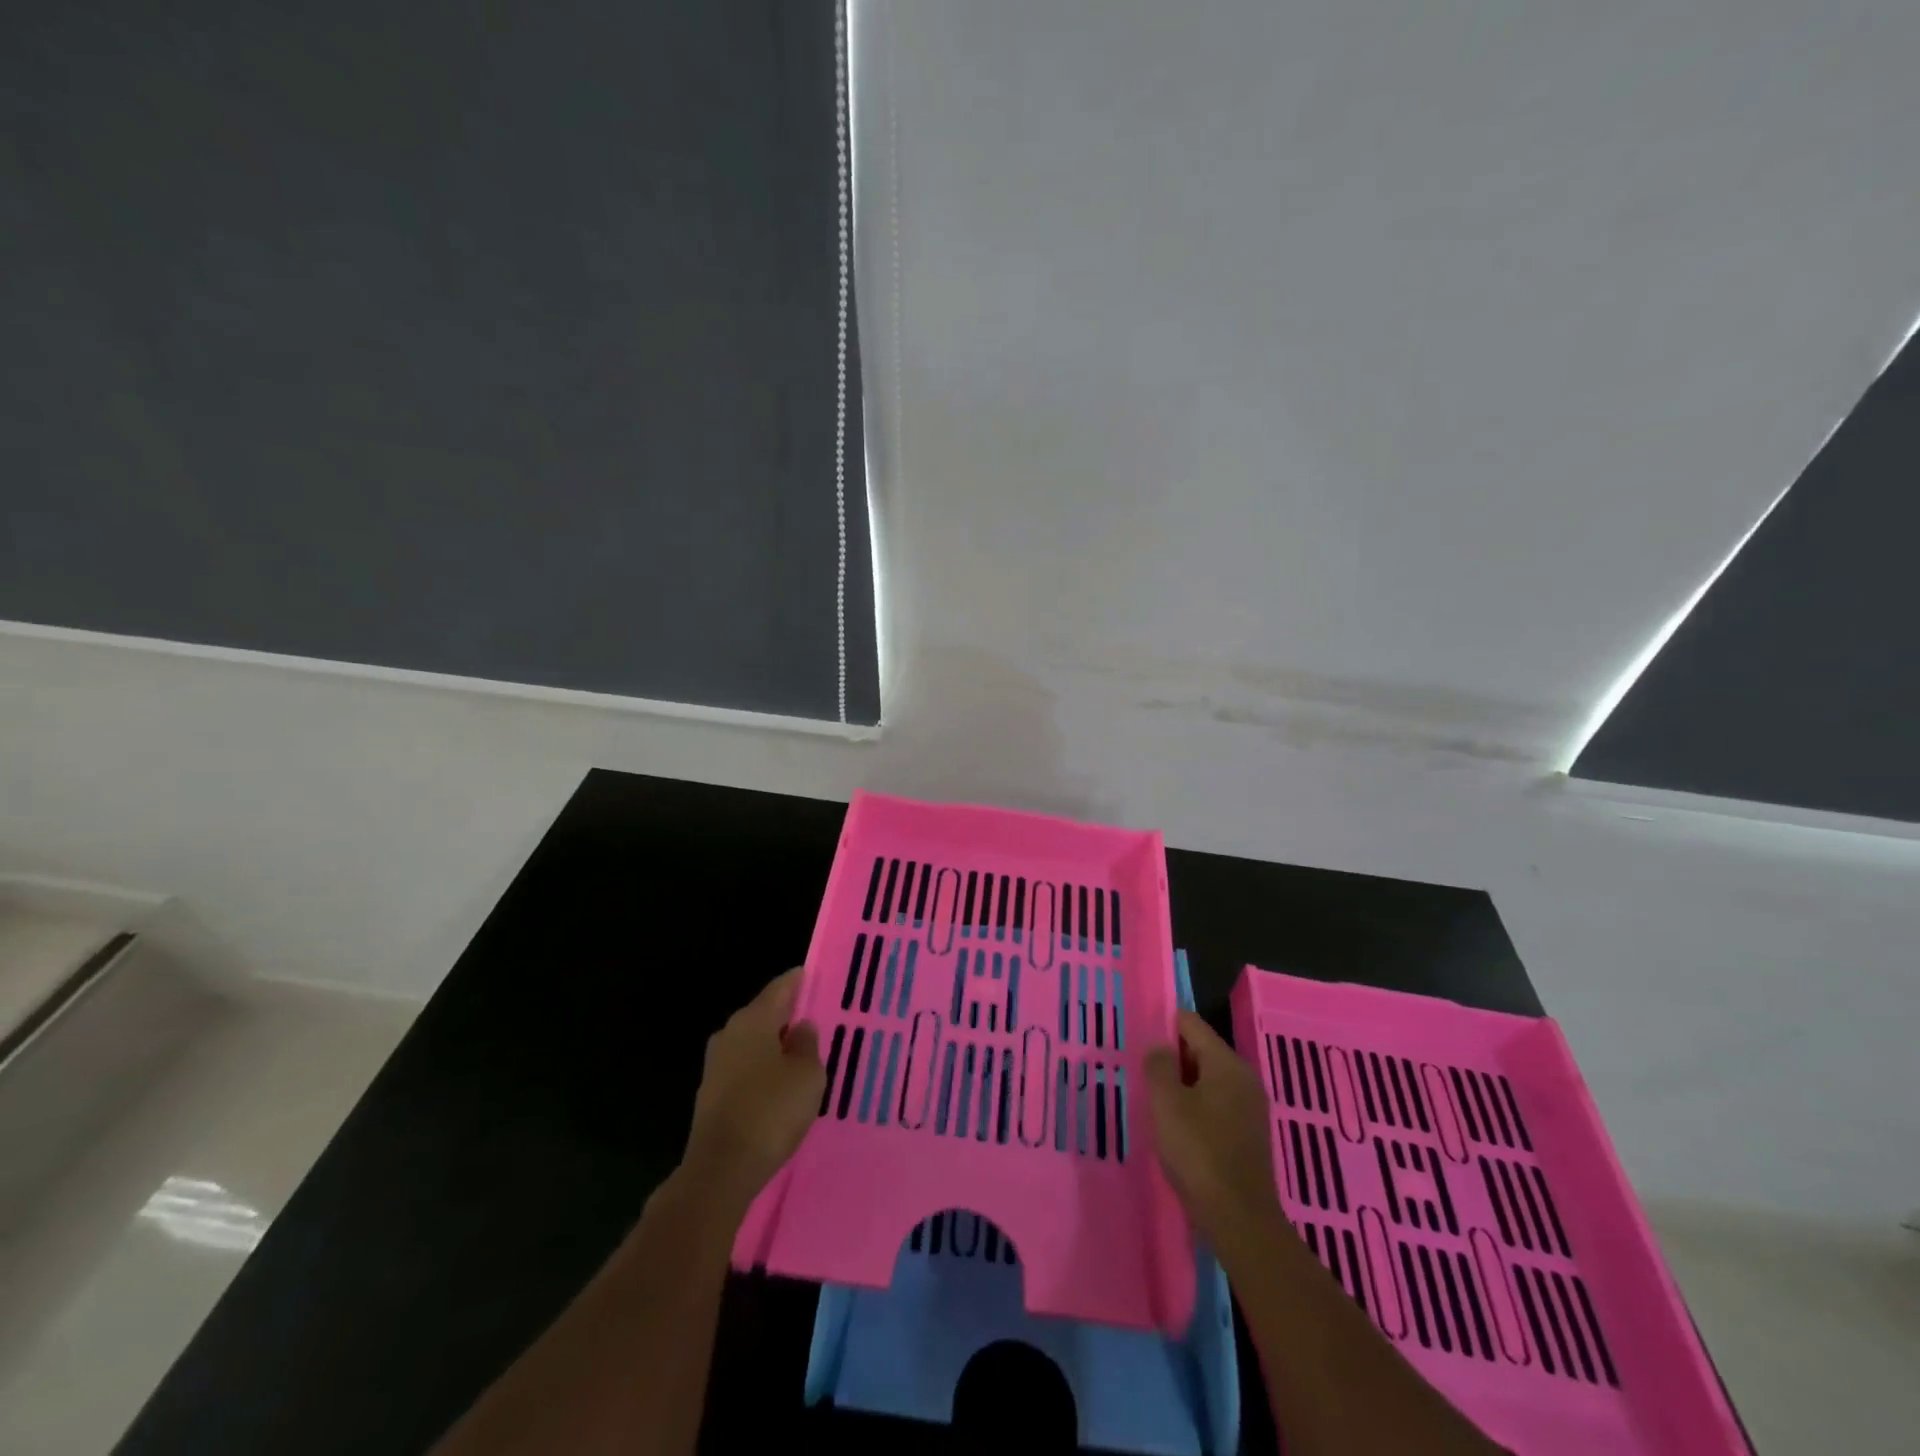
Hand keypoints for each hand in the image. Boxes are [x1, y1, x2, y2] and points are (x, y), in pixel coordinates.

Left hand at [680, 968, 823, 1217]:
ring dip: (775, 1045)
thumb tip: (800, 1028)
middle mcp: (730, 1034)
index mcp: (753, 1020)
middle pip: (763, 1014)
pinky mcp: (712, 1094)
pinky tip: (780, 1083)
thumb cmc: (771, 1111)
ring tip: (802, 1052)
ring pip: (753, 1043)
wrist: (721, 1169)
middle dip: (787, 1015)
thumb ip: (807, 1045)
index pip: (780, 988)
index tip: (812, 975)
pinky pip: (745, 1068)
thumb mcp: (807, 1075)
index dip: (798, 981)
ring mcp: (716, 1065)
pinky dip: (763, 1069)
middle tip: (815, 1017)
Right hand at [1145, 1009, 1285, 1257]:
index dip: (1164, 1024)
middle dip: (1173, 1057)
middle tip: (1143, 1071)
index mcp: (1226, 1062)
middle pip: (1202, 1050)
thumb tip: (1161, 1047)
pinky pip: (1217, 1103)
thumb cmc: (1198, 1152)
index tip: (1140, 1036)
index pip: (1191, 1024)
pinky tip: (1178, 1126)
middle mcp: (1244, 1077)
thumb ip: (1159, 1065)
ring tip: (1156, 1099)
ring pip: (1209, 1079)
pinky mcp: (1250, 1132)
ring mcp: (1250, 1106)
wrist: (1239, 1219)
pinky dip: (1197, 1105)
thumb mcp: (1166, 1103)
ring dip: (1183, 1084)